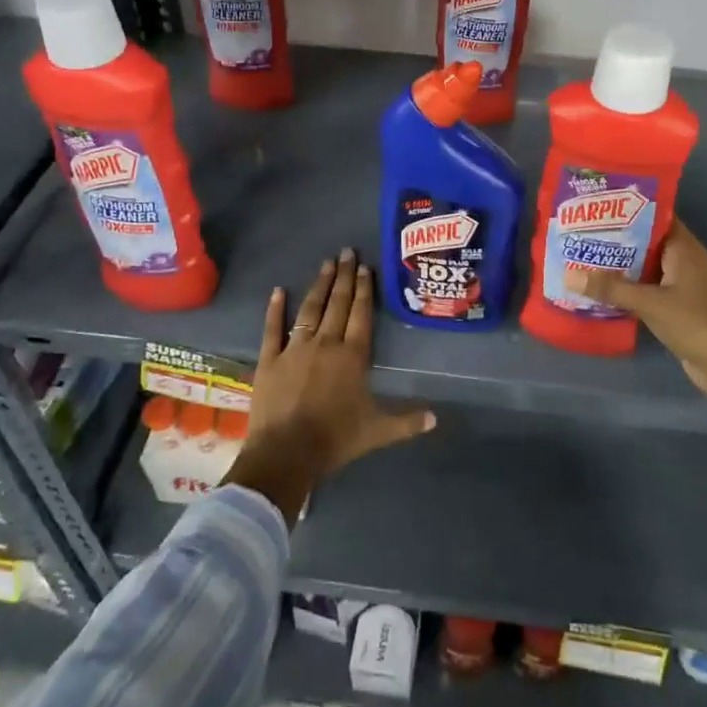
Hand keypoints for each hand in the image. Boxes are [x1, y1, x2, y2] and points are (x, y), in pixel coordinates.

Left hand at [225, 249, 434, 523]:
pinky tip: (277, 291)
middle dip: (344, 276)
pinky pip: (273, 329)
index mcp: (352, 356)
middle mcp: (325, 343)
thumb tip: (435, 419)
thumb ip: (406, 422)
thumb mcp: (377, 432)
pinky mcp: (270, 360)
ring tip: (326, 263)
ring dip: (319, 285)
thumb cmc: (335, 440)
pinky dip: (275, 309)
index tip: (365, 267)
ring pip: (309, 309)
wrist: (286, 454)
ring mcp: (295, 349)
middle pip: (337, 304)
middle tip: (347, 252)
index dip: (364, 289)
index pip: (360, 314)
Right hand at [573, 221, 706, 404]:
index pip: (654, 216)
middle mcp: (683, 261)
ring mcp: (681, 286)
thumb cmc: (697, 323)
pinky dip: (627, 289)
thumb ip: (611, 289)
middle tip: (579, 232)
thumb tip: (569, 275)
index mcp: (683, 248)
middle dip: (615, 238)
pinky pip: (647, 290)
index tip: (595, 205)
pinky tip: (600, 290)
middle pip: (645, 241)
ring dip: (619, 266)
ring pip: (644, 267)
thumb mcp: (650, 303)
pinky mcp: (677, 308)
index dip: (626, 209)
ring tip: (581, 257)